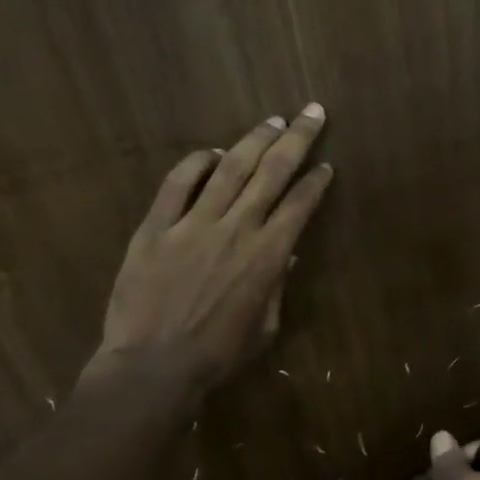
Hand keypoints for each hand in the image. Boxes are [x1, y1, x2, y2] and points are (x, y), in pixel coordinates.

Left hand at [82, 104, 332, 394]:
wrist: (153, 367)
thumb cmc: (217, 355)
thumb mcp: (264, 328)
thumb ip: (277, 287)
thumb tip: (286, 254)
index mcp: (268, 256)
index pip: (300, 205)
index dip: (316, 181)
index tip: (326, 166)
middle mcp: (236, 229)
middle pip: (272, 172)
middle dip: (297, 139)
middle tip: (311, 112)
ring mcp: (193, 225)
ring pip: (230, 169)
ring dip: (254, 141)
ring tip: (272, 121)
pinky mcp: (156, 228)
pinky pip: (177, 184)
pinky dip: (196, 163)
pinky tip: (211, 152)